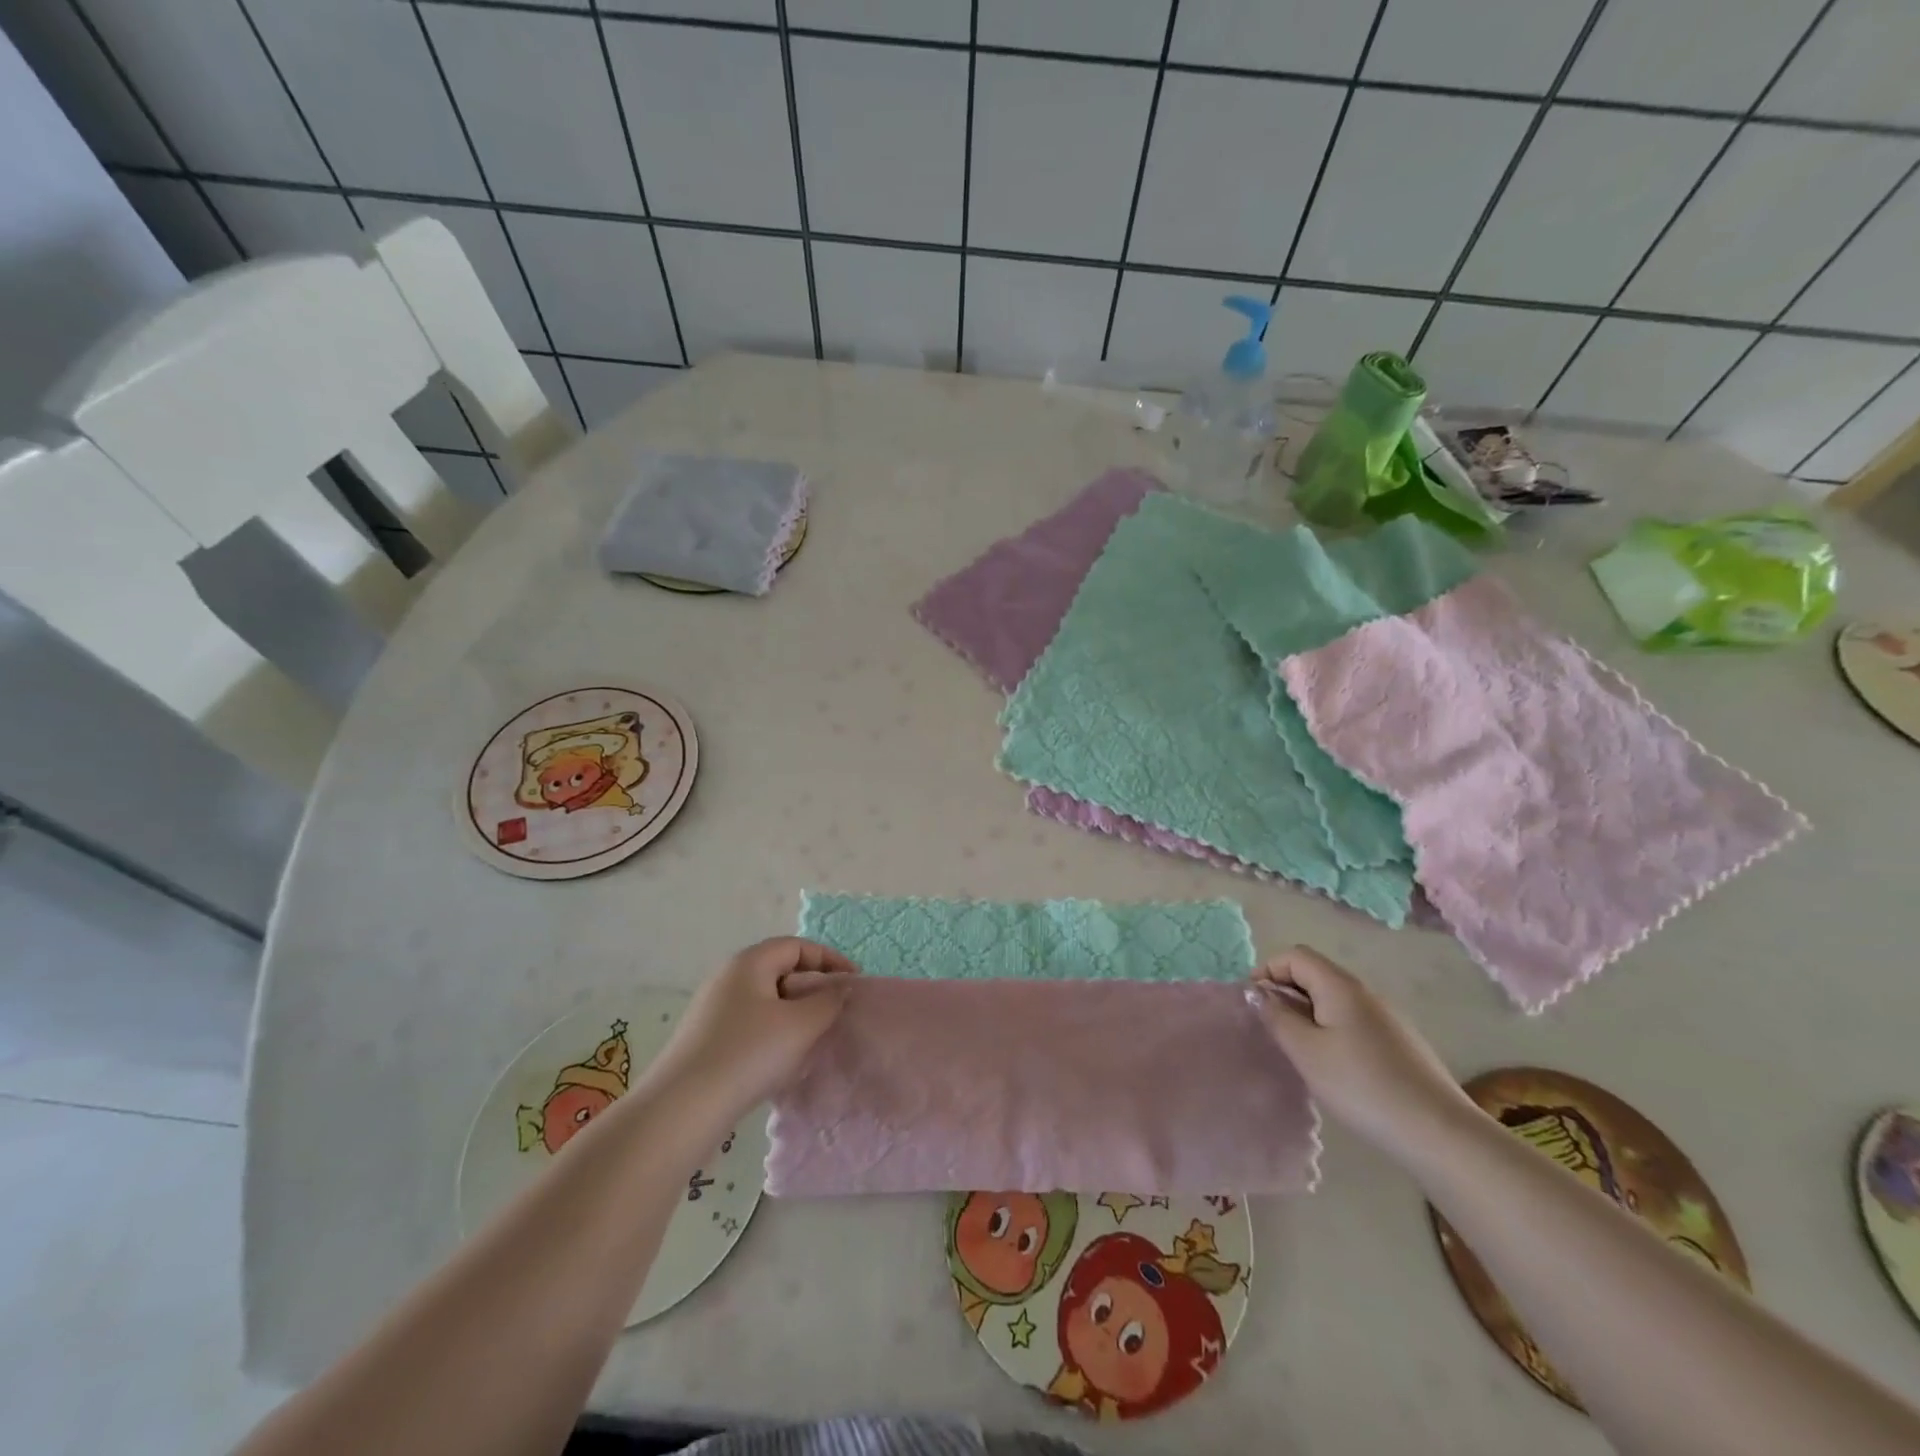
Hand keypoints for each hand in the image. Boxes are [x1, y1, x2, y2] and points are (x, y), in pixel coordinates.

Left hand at [645, 938, 858, 1118]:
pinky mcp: (705, 1039)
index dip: (829, 960)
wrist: (681, 1109)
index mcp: (749, 962)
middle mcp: (728, 977)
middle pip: (780, 971)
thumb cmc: (748, 1054)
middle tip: (836, 1013)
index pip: (797, 946)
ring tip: (813, 1040)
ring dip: (794, 1015)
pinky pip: (750, 1024)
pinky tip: (781, 1063)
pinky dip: (773, 1034)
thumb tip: (841, 987)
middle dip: (812, 989)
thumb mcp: (800, 1026)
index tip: (854, 983)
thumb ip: (828, 1001)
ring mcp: (713, 1009)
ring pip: (766, 1001)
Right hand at [1246, 946, 1474, 1161]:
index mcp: (1340, 986)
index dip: (1267, 971)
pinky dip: (1331, 1030)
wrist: (1438, 1132)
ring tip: (1300, 1051)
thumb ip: (1276, 1016)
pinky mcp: (1399, 1043)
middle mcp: (1365, 992)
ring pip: (1334, 1000)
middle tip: (1273, 1030)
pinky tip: (1334, 1067)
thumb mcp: (1306, 1051)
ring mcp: (1386, 1017)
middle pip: (1315, 974)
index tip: (1254, 1004)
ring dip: (1308, 1014)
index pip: (1295, 956)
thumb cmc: (1361, 1085)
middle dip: (1286, 993)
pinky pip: (1353, 1021)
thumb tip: (1256, 991)